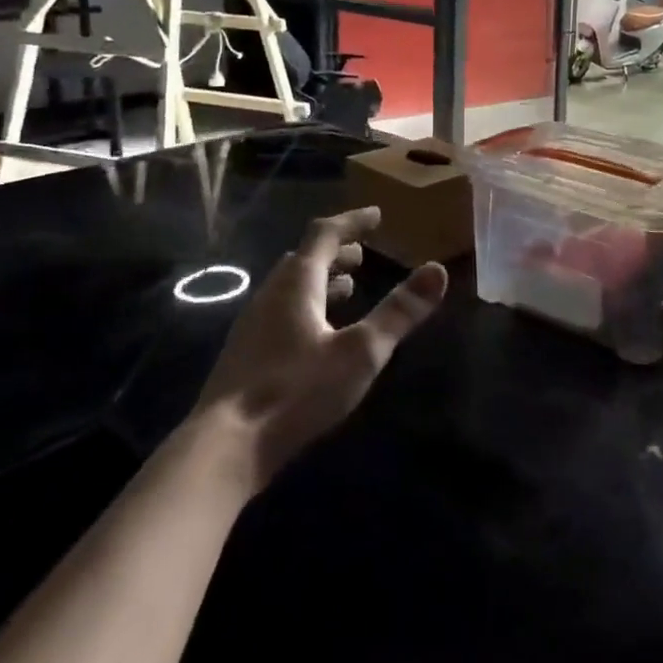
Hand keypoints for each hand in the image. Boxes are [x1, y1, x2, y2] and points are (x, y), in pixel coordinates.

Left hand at [197, 206, 445, 487]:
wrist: (224, 448)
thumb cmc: (296, 392)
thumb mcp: (361, 352)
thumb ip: (399, 312)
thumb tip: (438, 269)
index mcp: (297, 283)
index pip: (325, 234)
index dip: (352, 222)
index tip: (377, 215)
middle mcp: (271, 295)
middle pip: (304, 259)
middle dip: (336, 251)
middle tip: (363, 254)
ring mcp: (253, 325)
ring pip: (291, 287)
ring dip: (321, 280)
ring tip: (348, 288)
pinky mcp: (247, 355)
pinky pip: (281, 311)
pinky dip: (307, 306)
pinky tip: (319, 334)